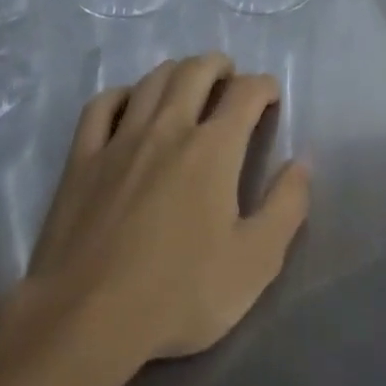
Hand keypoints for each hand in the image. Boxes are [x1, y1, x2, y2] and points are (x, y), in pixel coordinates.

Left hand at [24, 54, 310, 375]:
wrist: (86, 319)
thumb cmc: (179, 294)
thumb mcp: (255, 263)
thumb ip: (286, 207)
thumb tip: (302, 162)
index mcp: (213, 148)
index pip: (245, 93)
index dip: (263, 86)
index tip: (270, 96)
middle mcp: (168, 127)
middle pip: (196, 71)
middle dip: (219, 66)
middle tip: (229, 78)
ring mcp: (121, 139)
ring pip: (152, 80)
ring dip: (177, 72)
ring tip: (188, 83)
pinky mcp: (83, 158)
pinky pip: (102, 106)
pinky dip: (121, 94)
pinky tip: (129, 103)